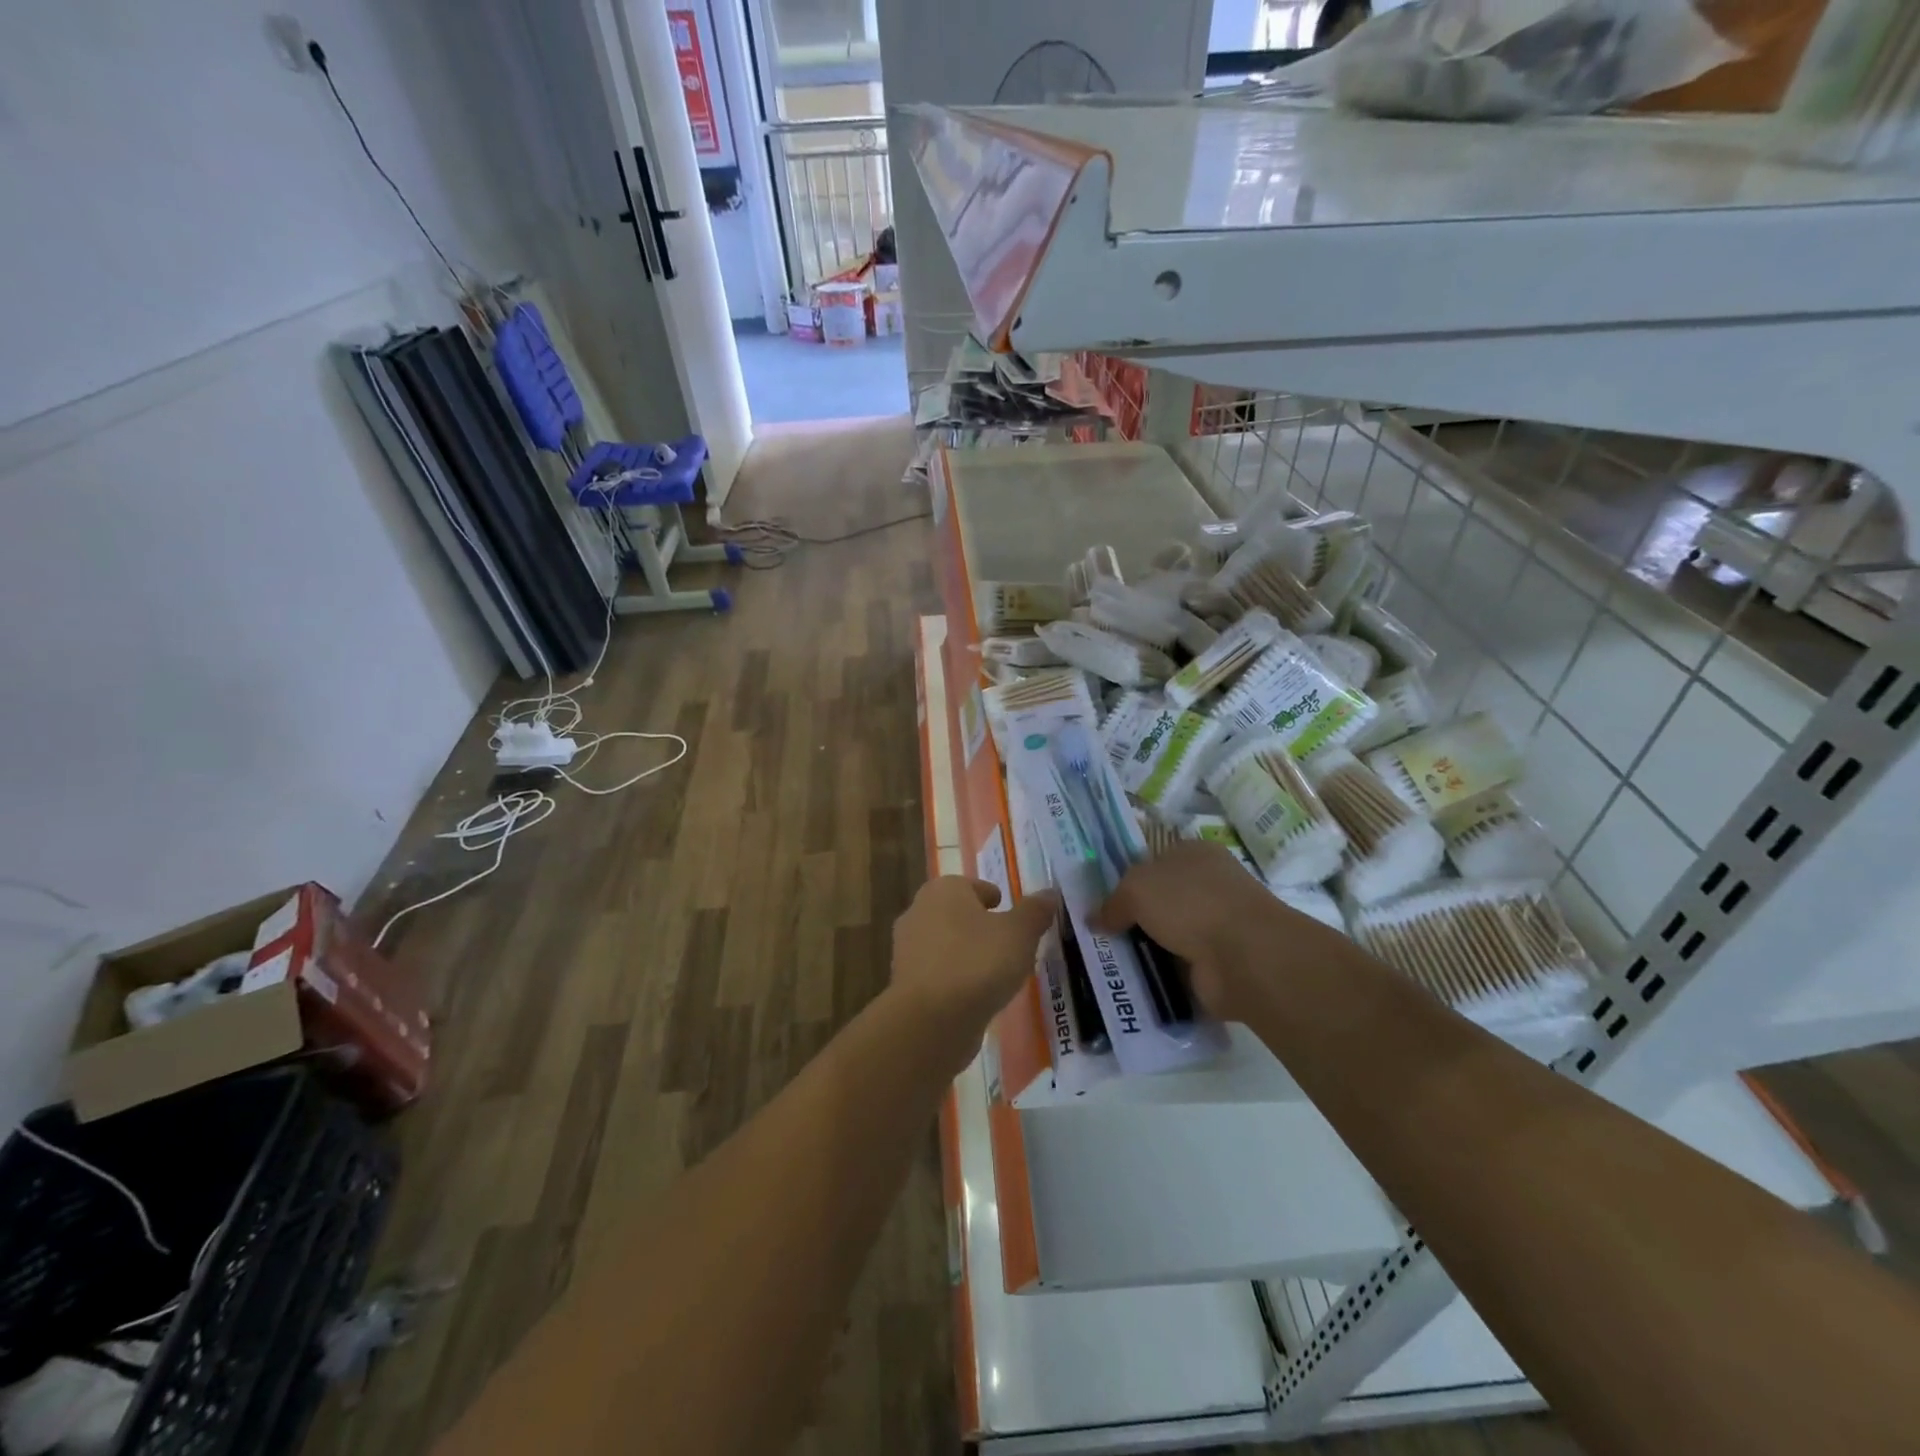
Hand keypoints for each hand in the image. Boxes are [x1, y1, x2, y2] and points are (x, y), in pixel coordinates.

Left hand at [891, 878, 1058, 1055]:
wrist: (930, 1021)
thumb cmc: (977, 963)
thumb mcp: (1019, 934)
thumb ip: (1035, 911)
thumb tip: (1049, 893)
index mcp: (943, 889)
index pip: (974, 886)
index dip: (995, 899)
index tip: (1013, 919)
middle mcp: (918, 911)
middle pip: (957, 914)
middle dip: (980, 927)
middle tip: (1008, 945)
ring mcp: (906, 948)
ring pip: (946, 944)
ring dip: (967, 954)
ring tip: (996, 974)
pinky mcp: (905, 983)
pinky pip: (938, 973)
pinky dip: (955, 979)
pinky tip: (975, 996)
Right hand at [1093, 841, 1307, 1020]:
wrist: (1245, 957)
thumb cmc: (1190, 903)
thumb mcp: (1137, 888)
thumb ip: (1113, 902)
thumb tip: (1095, 919)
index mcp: (1194, 854)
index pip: (1153, 860)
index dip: (1126, 878)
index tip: (1099, 900)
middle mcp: (1207, 886)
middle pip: (1158, 900)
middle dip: (1131, 917)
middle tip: (1096, 934)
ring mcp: (1215, 926)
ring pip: (1166, 935)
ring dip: (1143, 949)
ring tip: (1106, 963)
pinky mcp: (1218, 964)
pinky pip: (1177, 967)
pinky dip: (1159, 976)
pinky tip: (1131, 983)